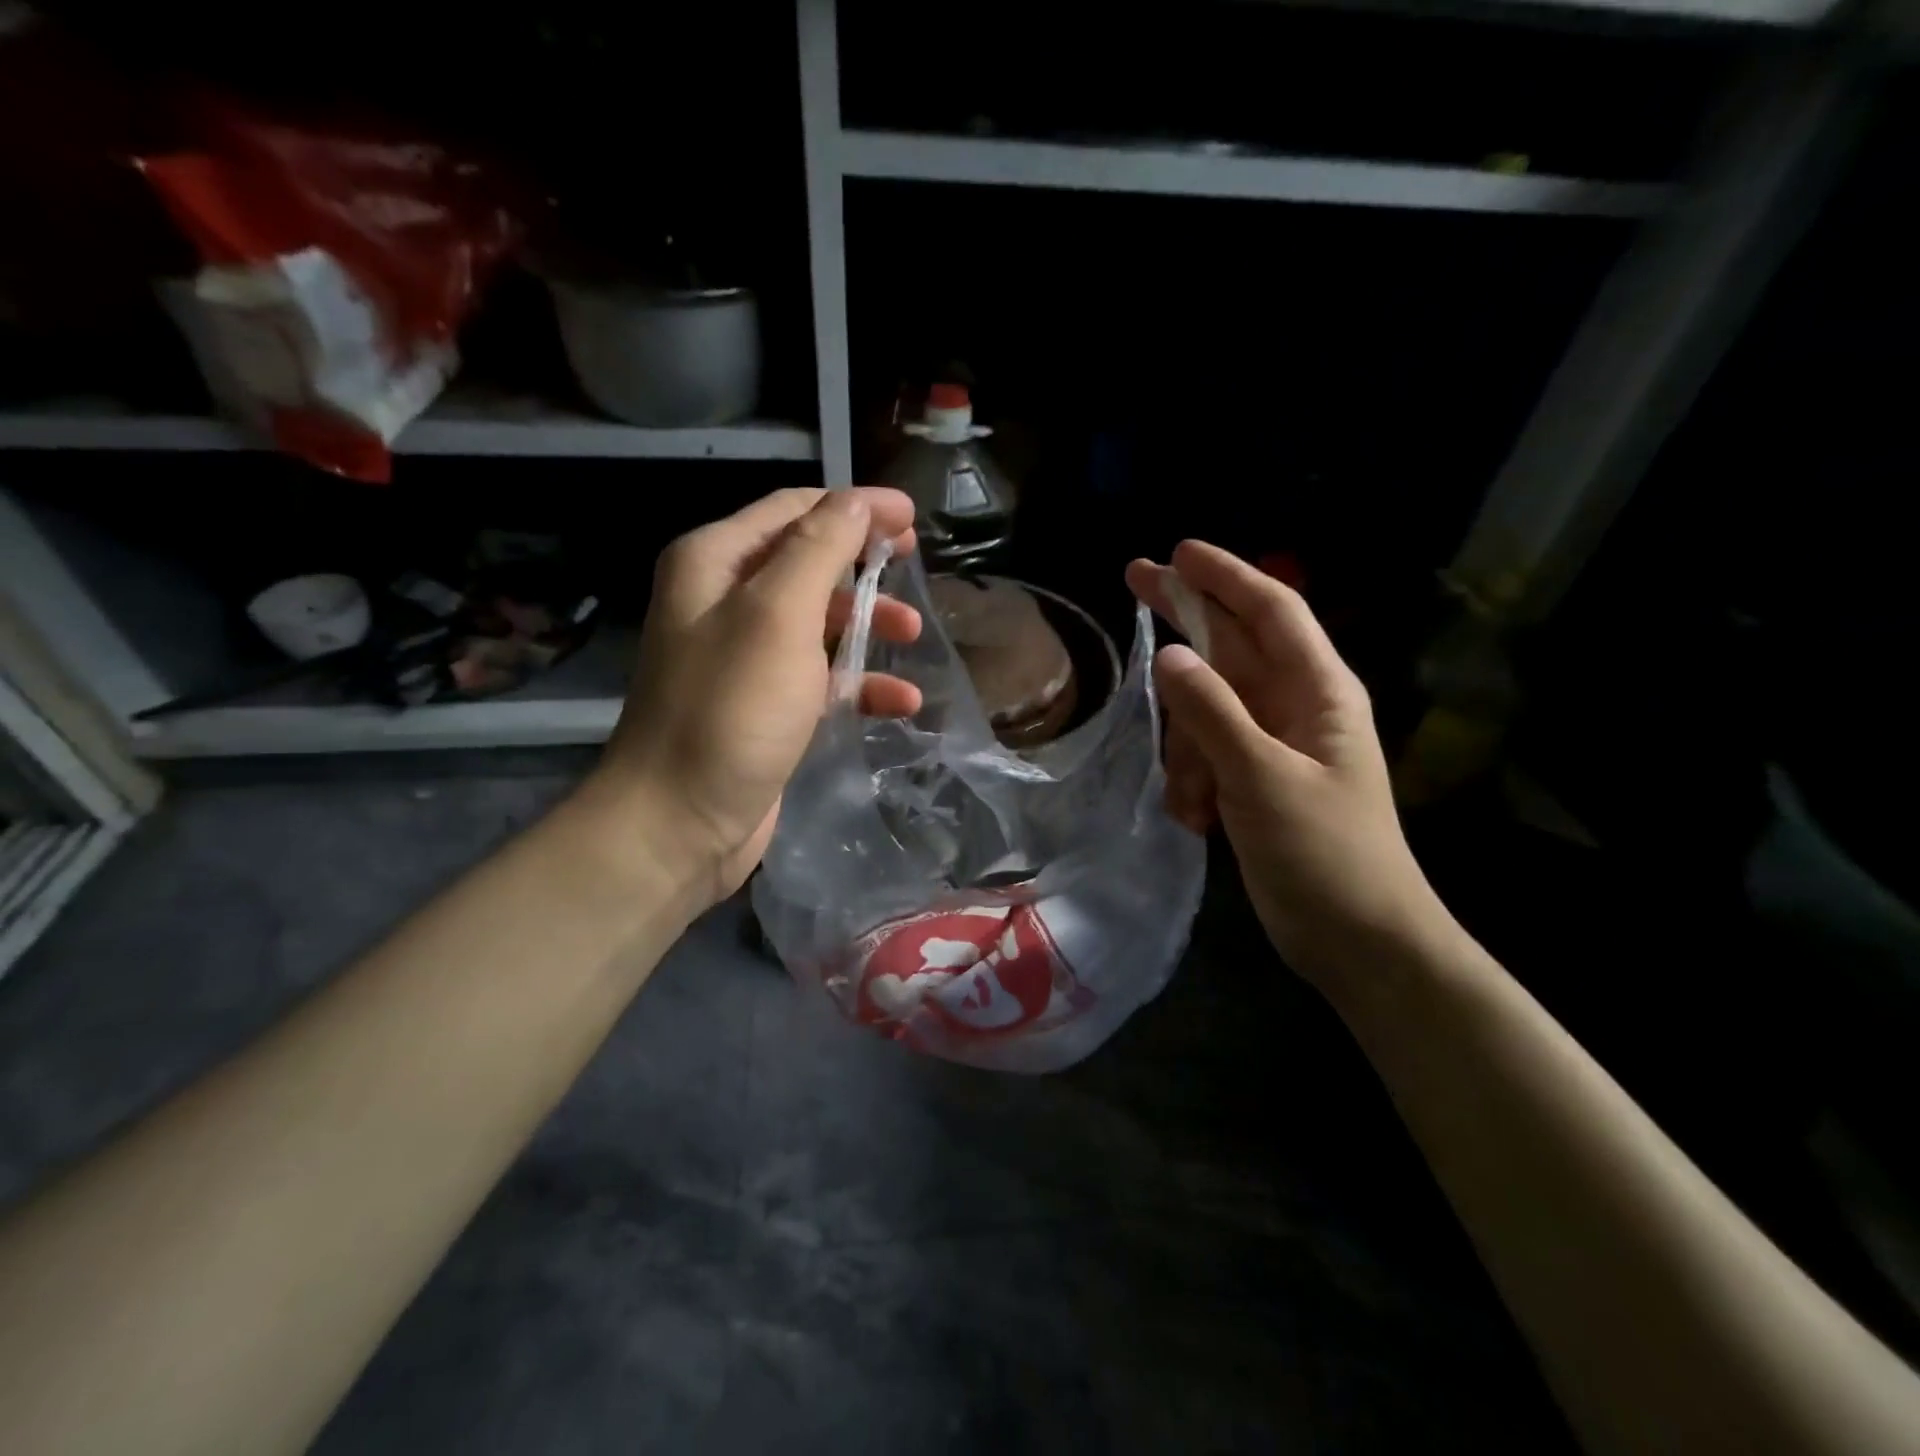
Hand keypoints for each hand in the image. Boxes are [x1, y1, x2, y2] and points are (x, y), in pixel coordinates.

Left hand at [587, 487, 921, 907]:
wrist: (678, 823)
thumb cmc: (730, 710)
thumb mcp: (778, 616)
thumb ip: (819, 549)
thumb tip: (857, 501)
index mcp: (715, 562)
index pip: (794, 510)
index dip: (856, 507)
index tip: (912, 518)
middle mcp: (724, 601)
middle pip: (808, 563)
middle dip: (864, 566)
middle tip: (914, 570)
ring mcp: (745, 658)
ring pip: (820, 622)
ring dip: (868, 625)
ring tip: (913, 637)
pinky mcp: (765, 707)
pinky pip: (821, 678)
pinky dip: (860, 684)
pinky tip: (901, 702)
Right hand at [1127, 541, 1449, 985]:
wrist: (1356, 939)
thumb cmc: (1324, 853)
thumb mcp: (1262, 777)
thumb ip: (1213, 712)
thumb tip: (1169, 654)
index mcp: (1318, 690)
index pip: (1271, 610)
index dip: (1225, 575)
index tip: (1177, 551)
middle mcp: (1295, 705)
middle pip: (1231, 644)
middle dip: (1185, 621)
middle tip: (1133, 580)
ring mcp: (1271, 743)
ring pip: (1206, 710)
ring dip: (1187, 750)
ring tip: (1194, 802)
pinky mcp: (1253, 779)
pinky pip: (1205, 754)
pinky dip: (1192, 780)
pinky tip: (1195, 819)